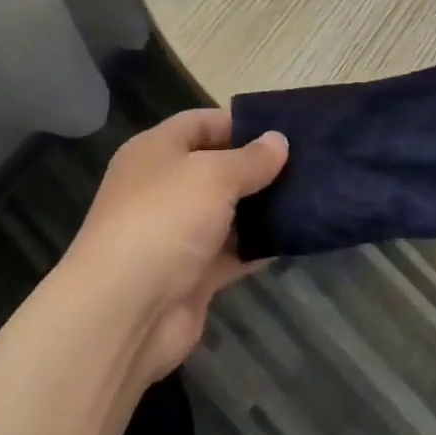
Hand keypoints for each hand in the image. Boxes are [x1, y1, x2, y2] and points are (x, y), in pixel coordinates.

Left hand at [65, 109, 286, 382]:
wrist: (125, 311)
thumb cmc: (165, 219)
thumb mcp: (213, 175)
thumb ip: (250, 159)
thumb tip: (279, 140)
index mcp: (155, 151)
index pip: (199, 123)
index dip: (239, 123)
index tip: (283, 129)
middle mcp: (162, 188)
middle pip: (215, 168)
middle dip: (257, 167)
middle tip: (307, 164)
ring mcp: (176, 234)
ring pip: (227, 212)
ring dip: (262, 208)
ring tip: (311, 198)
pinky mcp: (191, 276)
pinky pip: (232, 253)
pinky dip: (258, 247)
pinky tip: (296, 239)